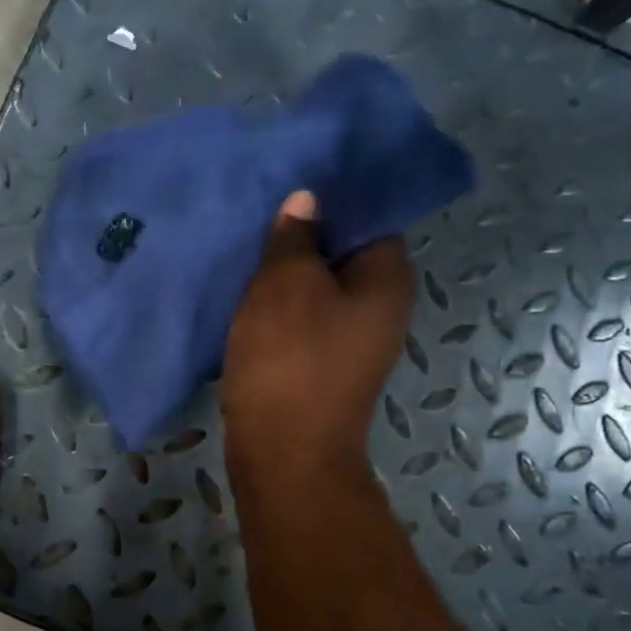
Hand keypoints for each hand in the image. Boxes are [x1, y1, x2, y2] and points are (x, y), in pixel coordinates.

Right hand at [222, 191, 414, 476]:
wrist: (283, 451)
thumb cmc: (290, 359)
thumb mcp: (286, 285)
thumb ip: (294, 238)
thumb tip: (306, 200)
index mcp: (387, 279)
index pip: (369, 217)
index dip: (331, 196)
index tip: (289, 179)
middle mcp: (379, 307)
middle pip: (341, 252)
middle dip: (301, 233)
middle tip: (258, 209)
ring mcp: (350, 339)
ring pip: (316, 287)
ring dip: (284, 270)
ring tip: (244, 245)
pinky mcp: (320, 363)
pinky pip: (301, 317)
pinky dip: (276, 304)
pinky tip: (243, 291)